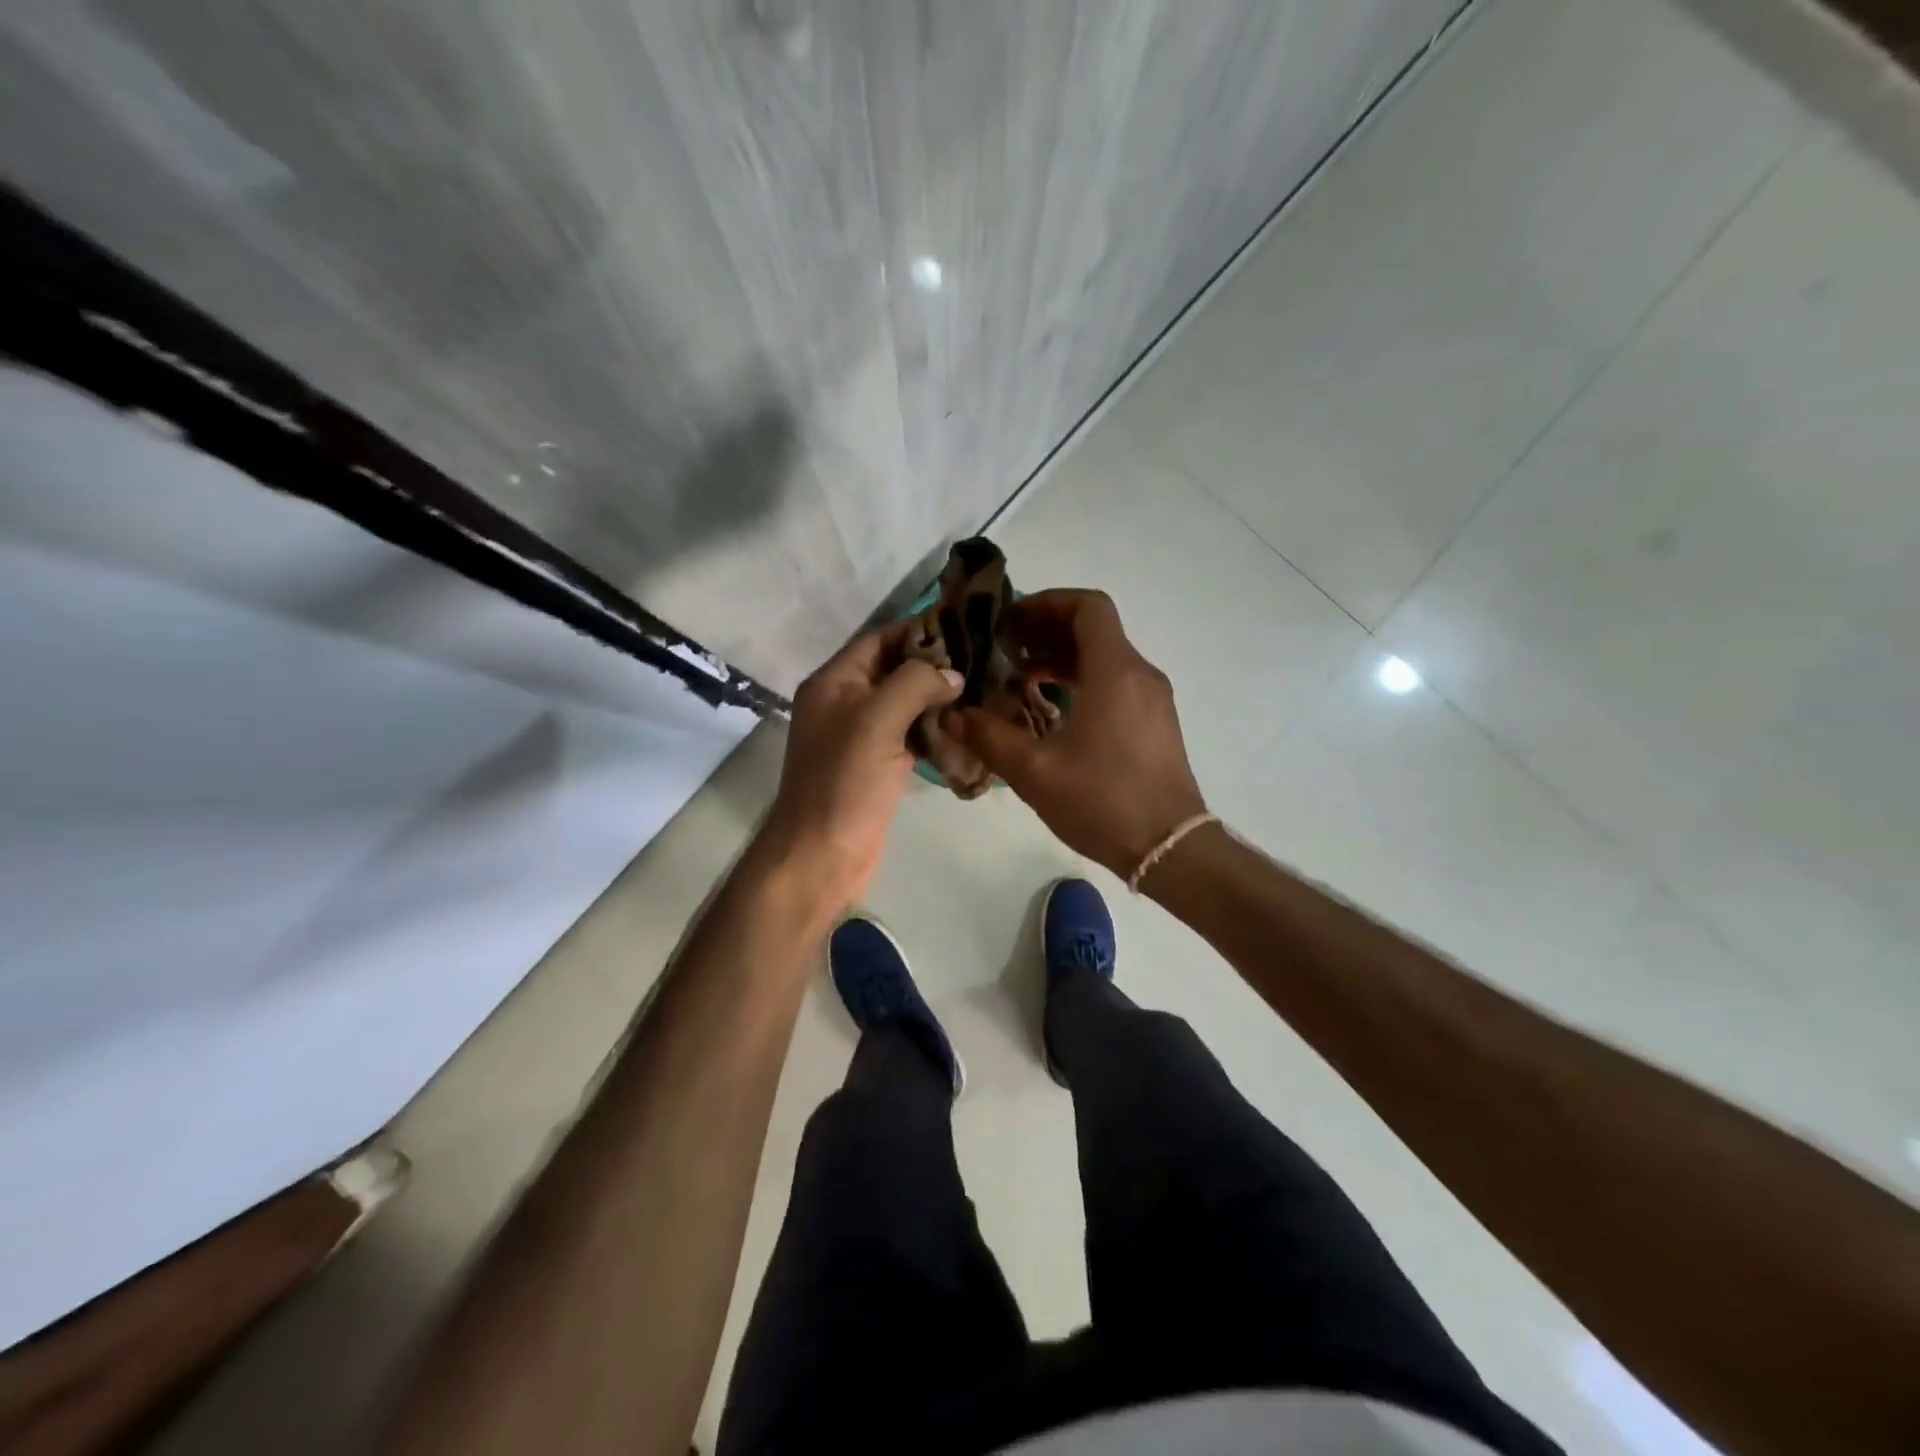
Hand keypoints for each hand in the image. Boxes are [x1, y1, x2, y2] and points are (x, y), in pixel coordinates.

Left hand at [758, 621, 961, 914]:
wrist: (822, 855)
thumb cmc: (844, 782)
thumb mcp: (877, 721)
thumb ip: (915, 684)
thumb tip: (953, 674)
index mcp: (834, 683)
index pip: (879, 640)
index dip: (918, 629)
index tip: (965, 626)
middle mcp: (846, 703)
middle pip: (894, 670)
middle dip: (934, 665)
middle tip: (985, 660)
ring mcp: (862, 737)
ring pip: (905, 705)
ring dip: (939, 698)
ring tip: (985, 688)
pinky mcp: (879, 766)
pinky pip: (910, 736)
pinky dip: (936, 730)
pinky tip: (968, 728)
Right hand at [954, 589, 1205, 877]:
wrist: (1169, 848)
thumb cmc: (1103, 802)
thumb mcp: (1035, 772)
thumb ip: (990, 738)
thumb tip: (953, 716)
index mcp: (1114, 672)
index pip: (1088, 607)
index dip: (1048, 602)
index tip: (1012, 621)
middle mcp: (1139, 674)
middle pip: (1095, 629)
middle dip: (1048, 630)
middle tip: (1007, 648)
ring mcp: (1152, 699)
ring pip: (1105, 657)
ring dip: (1063, 657)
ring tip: (1021, 677)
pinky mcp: (1155, 722)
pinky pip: (1116, 682)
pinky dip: (1082, 680)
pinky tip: (1052, 709)